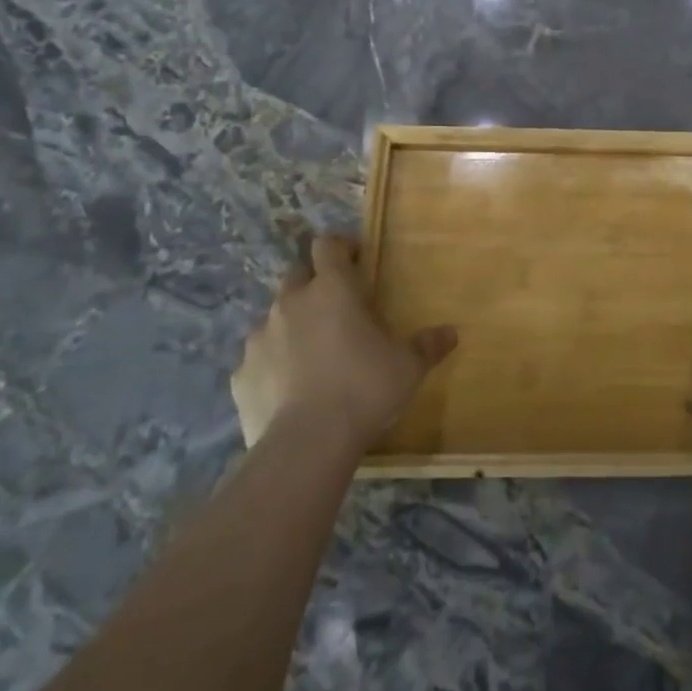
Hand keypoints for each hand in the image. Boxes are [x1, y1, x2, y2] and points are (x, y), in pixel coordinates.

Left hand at [231, 235, 456, 450]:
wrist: (306, 445)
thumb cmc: (364, 388)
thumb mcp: (408, 367)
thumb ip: (427, 345)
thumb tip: (451, 333)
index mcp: (331, 289)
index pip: (327, 245)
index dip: (339, 248)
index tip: (355, 261)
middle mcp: (291, 303)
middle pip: (296, 275)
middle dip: (313, 284)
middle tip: (336, 309)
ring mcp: (259, 339)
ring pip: (273, 317)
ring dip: (291, 325)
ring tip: (312, 353)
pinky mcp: (240, 376)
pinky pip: (257, 359)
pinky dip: (272, 366)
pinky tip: (288, 390)